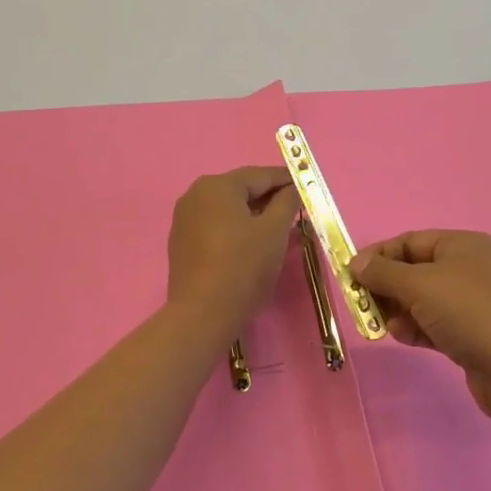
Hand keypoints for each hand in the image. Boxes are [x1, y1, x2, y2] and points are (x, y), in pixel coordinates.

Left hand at [166, 167, 300, 335]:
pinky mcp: (182, 242)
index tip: (308, 188)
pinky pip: (215, 225)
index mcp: (217, 185)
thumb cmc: (243, 267)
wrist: (202, 315)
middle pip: (242, 189)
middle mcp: (195, 194)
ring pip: (228, 208)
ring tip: (278, 229)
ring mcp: (184, 219)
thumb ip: (287, 202)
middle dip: (270, 198)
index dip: (287, 180)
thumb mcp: (274, 231)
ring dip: (253, 214)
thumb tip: (292, 188)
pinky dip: (235, 229)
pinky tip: (251, 244)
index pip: (260, 175)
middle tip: (296, 210)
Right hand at [352, 230, 490, 418]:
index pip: (410, 242)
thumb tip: (356, 263)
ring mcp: (472, 303)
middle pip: (414, 271)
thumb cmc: (468, 312)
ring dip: (399, 311)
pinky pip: (434, 324)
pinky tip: (405, 338)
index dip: (378, 255)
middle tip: (362, 305)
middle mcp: (468, 268)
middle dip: (386, 287)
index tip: (350, 275)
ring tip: (384, 326)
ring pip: (422, 300)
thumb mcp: (419, 285)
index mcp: (461, 245)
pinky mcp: (472, 334)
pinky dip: (416, 329)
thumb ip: (383, 272)